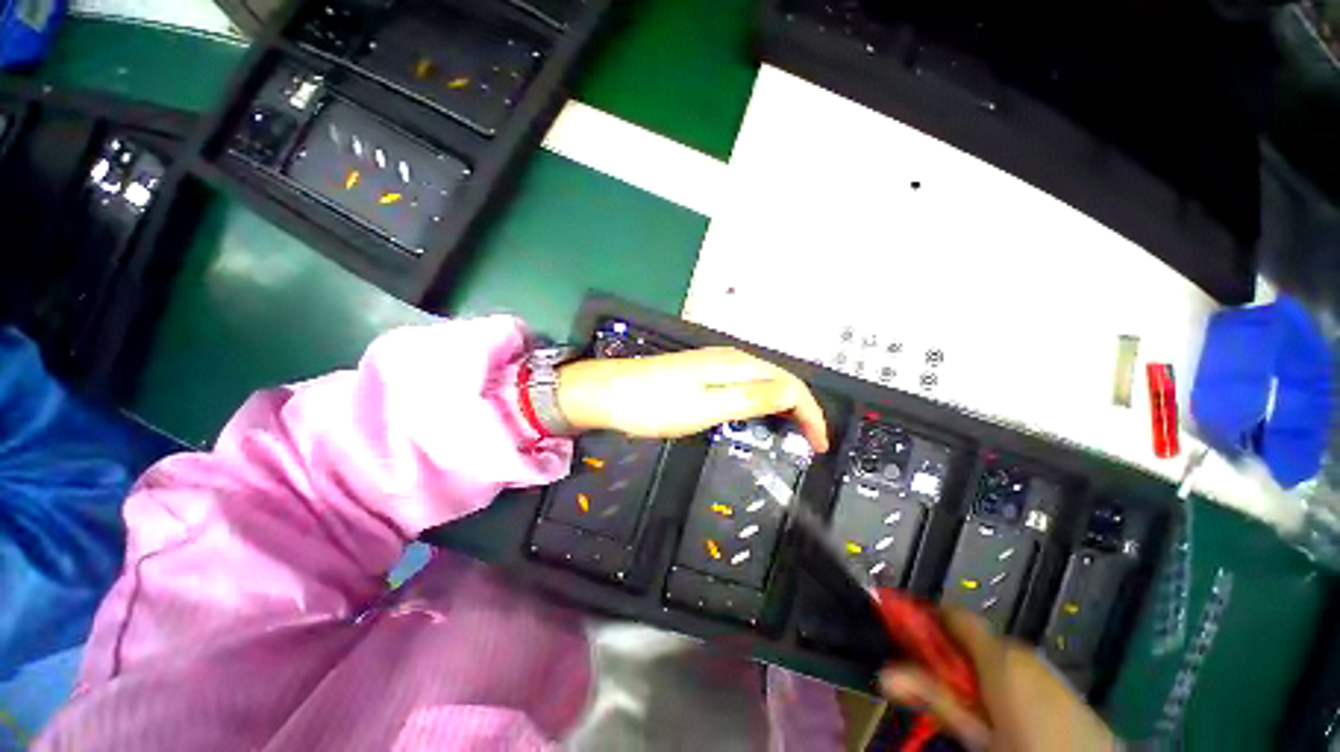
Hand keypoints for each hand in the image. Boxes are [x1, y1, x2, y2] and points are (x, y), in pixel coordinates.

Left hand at [556, 347, 829, 450]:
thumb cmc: (655, 404)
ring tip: (791, 432)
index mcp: (736, 365)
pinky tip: (755, 415)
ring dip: (781, 404)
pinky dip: (759, 401)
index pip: (789, 384)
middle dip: (800, 408)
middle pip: (778, 379)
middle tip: (809, 441)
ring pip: (761, 381)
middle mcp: (730, 358)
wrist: (606, 393)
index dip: (810, 413)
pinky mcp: (699, 374)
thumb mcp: (706, 406)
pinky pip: (743, 384)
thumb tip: (793, 393)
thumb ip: (751, 397)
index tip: (819, 445)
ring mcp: (713, 364)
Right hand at [880, 609, 1117, 751]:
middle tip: (942, 694)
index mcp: (999, 655)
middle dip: (952, 658)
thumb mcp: (977, 734)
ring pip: (996, 657)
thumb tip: (885, 673)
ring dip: (977, 674)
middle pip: (972, 638)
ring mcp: (1045, 668)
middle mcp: (1021, 651)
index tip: (910, 643)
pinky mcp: (1062, 685)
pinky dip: (1004, 684)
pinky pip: (1021, 672)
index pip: (952, 615)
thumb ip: (934, 698)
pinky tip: (1009, 719)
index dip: (928, 622)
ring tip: (977, 714)